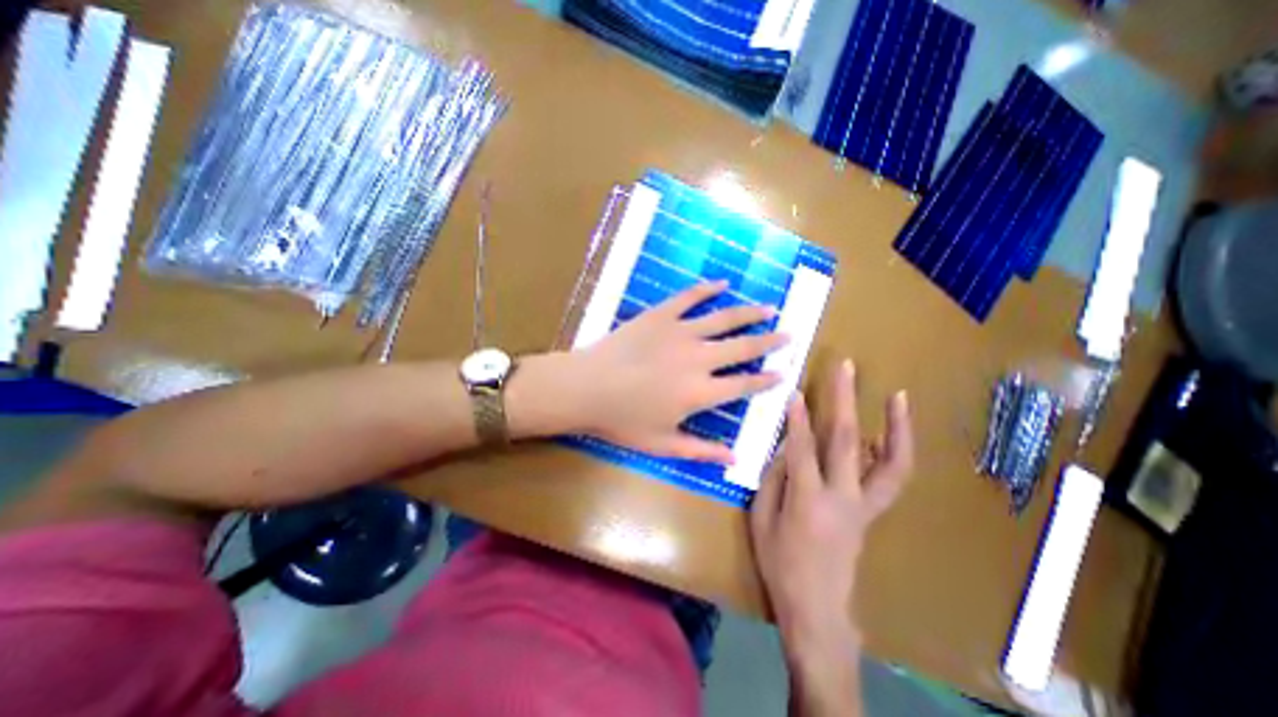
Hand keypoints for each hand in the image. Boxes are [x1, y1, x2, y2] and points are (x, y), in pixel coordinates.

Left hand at [575, 278, 785, 458]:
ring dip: (749, 313)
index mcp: (700, 393)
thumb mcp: (662, 444)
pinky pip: (689, 298)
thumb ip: (701, 450)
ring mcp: (680, 332)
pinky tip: (723, 283)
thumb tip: (736, 457)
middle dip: (769, 342)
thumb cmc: (622, 420)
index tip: (784, 373)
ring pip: (724, 319)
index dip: (766, 380)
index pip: (744, 385)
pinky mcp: (661, 315)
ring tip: (769, 309)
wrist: (586, 387)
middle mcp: (699, 359)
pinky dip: (708, 289)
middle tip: (789, 334)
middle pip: (743, 347)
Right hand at [752, 361, 913, 645]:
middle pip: (846, 440)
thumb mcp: (761, 520)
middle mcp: (843, 498)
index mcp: (807, 501)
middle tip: (846, 367)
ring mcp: (865, 506)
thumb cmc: (779, 564)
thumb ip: (773, 479)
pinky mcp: (873, 512)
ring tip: (899, 396)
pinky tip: (886, 430)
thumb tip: (785, 446)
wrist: (818, 608)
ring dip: (897, 426)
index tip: (796, 389)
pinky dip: (893, 450)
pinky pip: (890, 478)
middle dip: (844, 399)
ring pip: (891, 462)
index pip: (802, 447)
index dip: (797, 416)